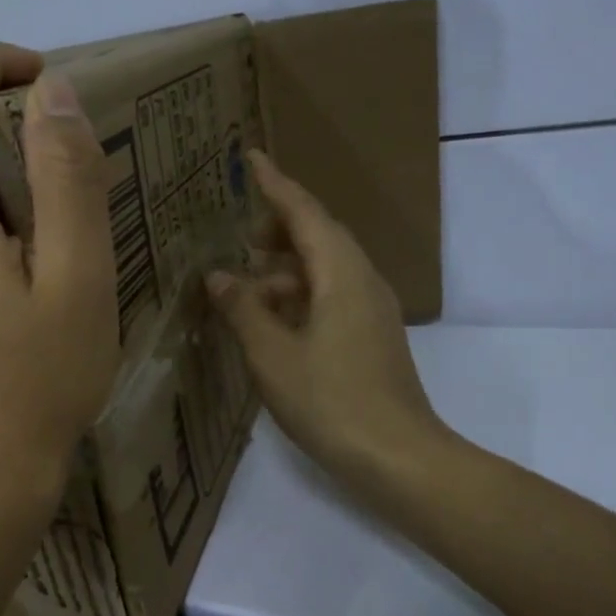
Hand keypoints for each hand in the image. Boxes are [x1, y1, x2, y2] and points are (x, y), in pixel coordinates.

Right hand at [206, 150, 445, 490]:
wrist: (396, 456)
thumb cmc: (330, 400)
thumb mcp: (272, 355)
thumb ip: (243, 310)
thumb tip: (219, 277)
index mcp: (342, 274)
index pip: (304, 213)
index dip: (275, 184)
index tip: (251, 159)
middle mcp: (362, 281)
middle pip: (318, 237)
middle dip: (277, 230)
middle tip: (239, 238)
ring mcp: (371, 310)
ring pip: (324, 270)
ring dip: (284, 271)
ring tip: (244, 289)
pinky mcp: (370, 337)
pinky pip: (331, 297)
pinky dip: (298, 297)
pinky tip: (271, 323)